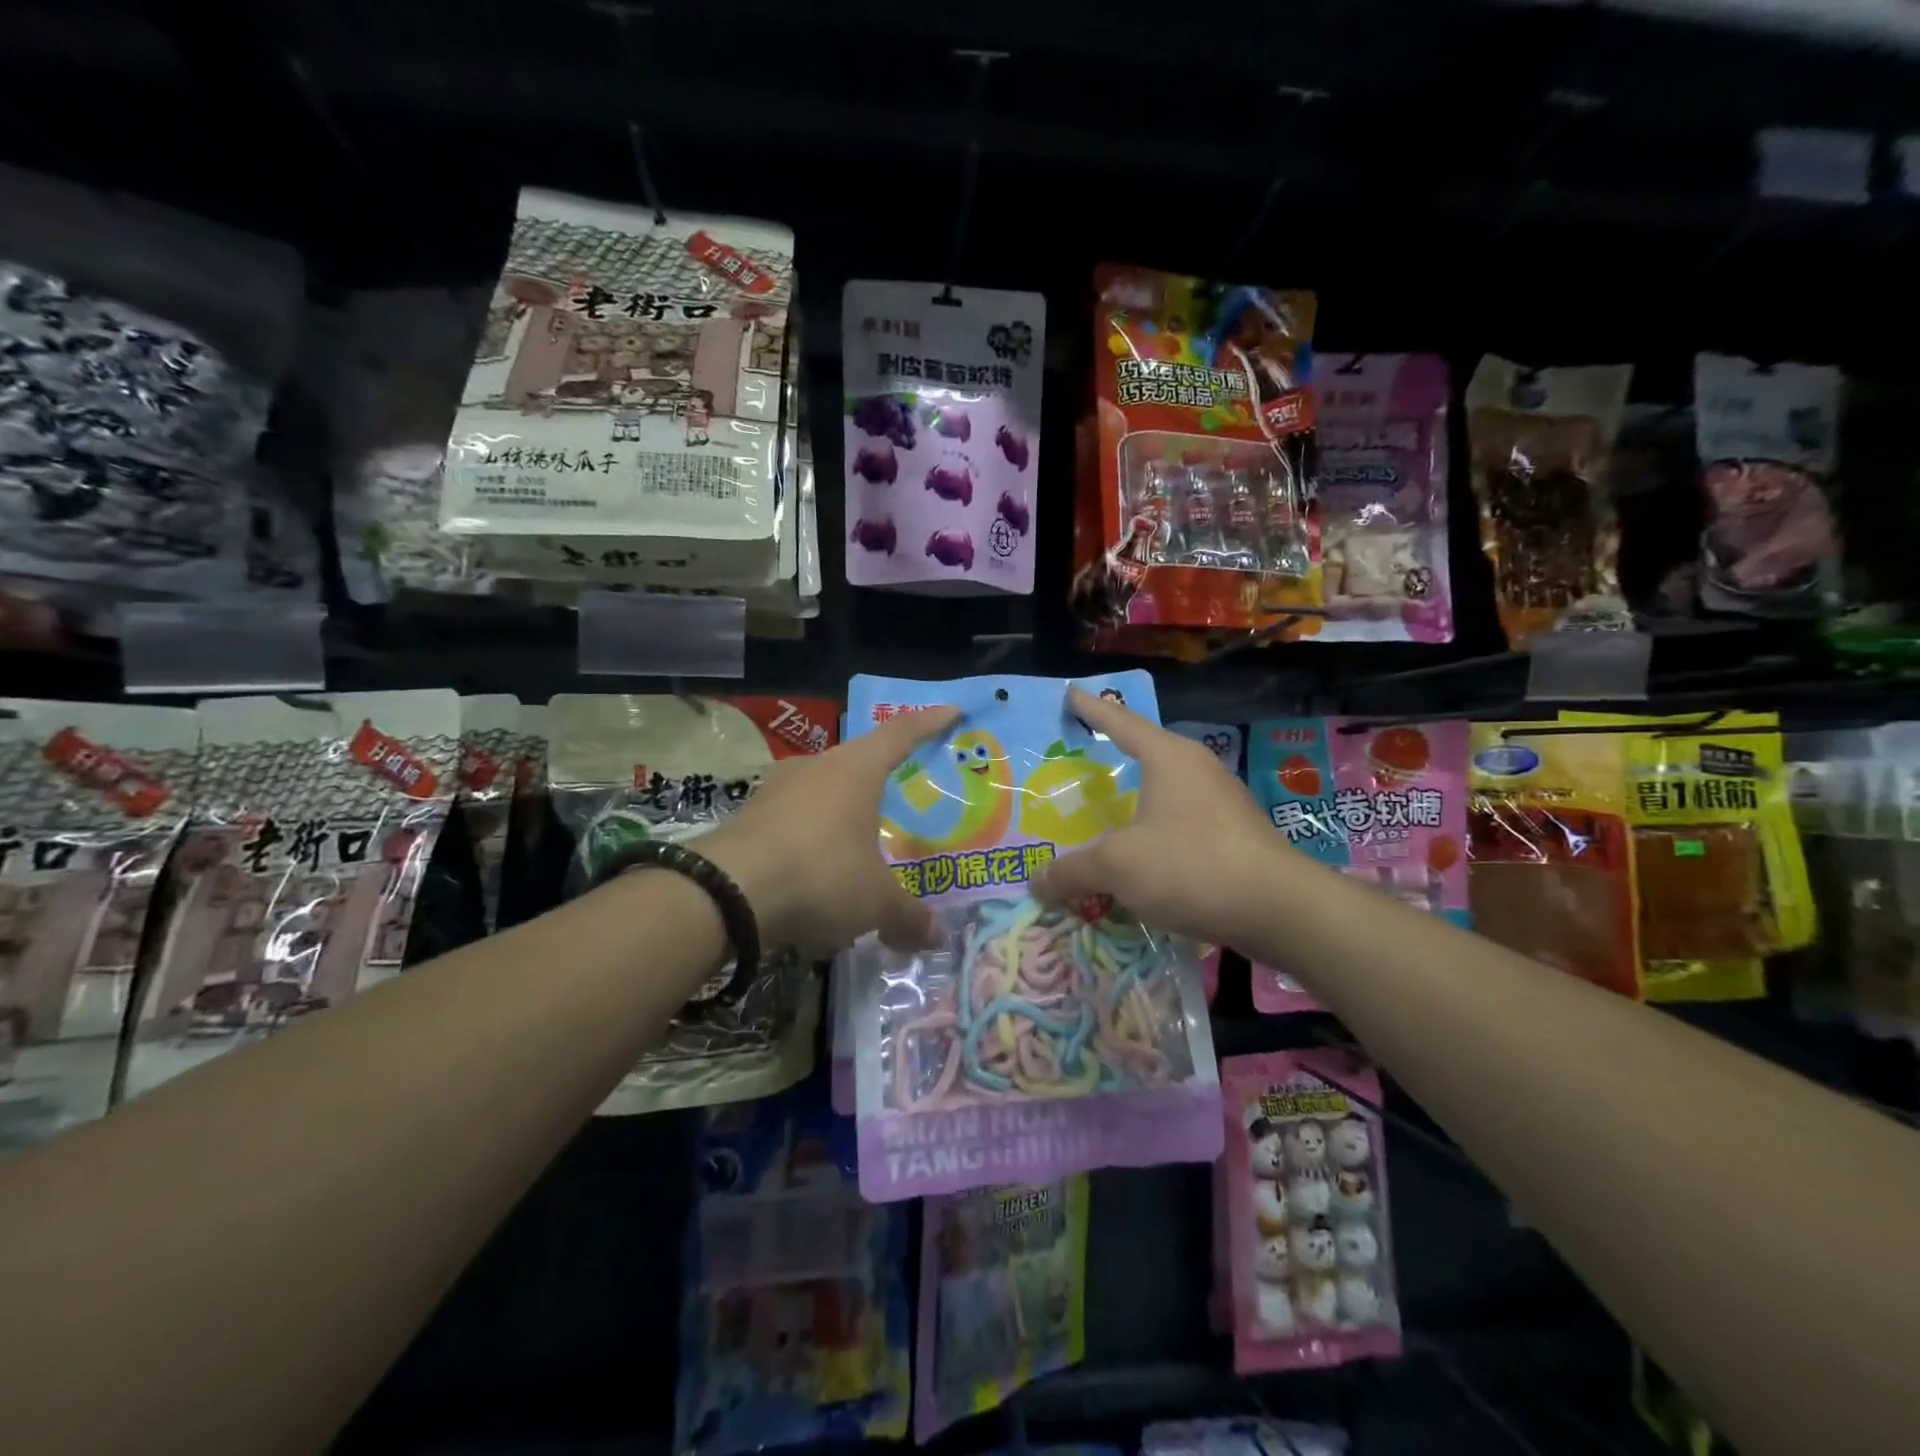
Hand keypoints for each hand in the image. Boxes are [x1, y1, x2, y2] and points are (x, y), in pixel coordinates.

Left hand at [699, 706, 960, 956]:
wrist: (724, 893)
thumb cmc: (819, 876)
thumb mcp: (874, 903)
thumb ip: (907, 916)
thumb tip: (937, 937)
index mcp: (856, 770)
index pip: (901, 733)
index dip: (930, 722)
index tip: (952, 711)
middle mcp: (816, 767)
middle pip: (859, 759)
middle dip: (882, 773)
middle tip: (903, 789)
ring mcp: (776, 789)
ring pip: (821, 789)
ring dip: (842, 807)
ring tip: (859, 836)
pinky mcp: (748, 816)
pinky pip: (793, 817)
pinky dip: (811, 835)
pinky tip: (815, 867)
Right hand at [1032, 686, 1279, 946]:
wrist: (1281, 909)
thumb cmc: (1192, 866)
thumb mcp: (1118, 866)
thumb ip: (1073, 870)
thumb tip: (1036, 882)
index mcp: (1168, 758)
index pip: (1121, 721)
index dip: (1092, 709)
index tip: (1072, 693)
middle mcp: (1197, 770)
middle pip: (1145, 755)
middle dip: (1112, 758)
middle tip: (1078, 763)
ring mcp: (1222, 804)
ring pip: (1165, 794)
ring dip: (1135, 804)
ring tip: (1105, 817)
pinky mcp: (1235, 837)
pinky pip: (1181, 826)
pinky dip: (1155, 835)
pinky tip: (1141, 860)